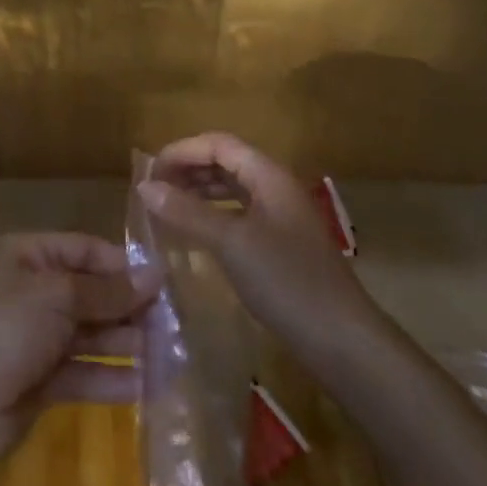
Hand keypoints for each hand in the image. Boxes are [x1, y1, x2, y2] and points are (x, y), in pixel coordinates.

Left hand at [0, 232, 161, 456]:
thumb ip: (108, 291)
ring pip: (92, 335)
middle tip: (175, 323)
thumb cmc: (6, 327)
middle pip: (92, 294)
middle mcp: (35, 292)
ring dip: (128, 343)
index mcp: (30, 257)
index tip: (164, 283)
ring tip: (171, 353)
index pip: (86, 251)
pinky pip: (86, 372)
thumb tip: (155, 276)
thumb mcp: (59, 296)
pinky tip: (150, 385)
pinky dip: (114, 377)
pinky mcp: (43, 381)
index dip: (123, 266)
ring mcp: (38, 338)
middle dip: (130, 308)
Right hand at [138, 132, 381, 356]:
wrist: (342, 341)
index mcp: (270, 176)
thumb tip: (144, 186)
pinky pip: (239, 216)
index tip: (149, 172)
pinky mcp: (281, 246)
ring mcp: (281, 218)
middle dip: (188, 169)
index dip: (182, 151)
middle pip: (226, 162)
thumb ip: (187, 212)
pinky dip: (212, 216)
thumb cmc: (287, 282)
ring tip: (166, 208)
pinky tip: (194, 234)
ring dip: (198, 192)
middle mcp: (276, 189)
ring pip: (233, 189)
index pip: (219, 144)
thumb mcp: (232, 243)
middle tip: (152, 190)